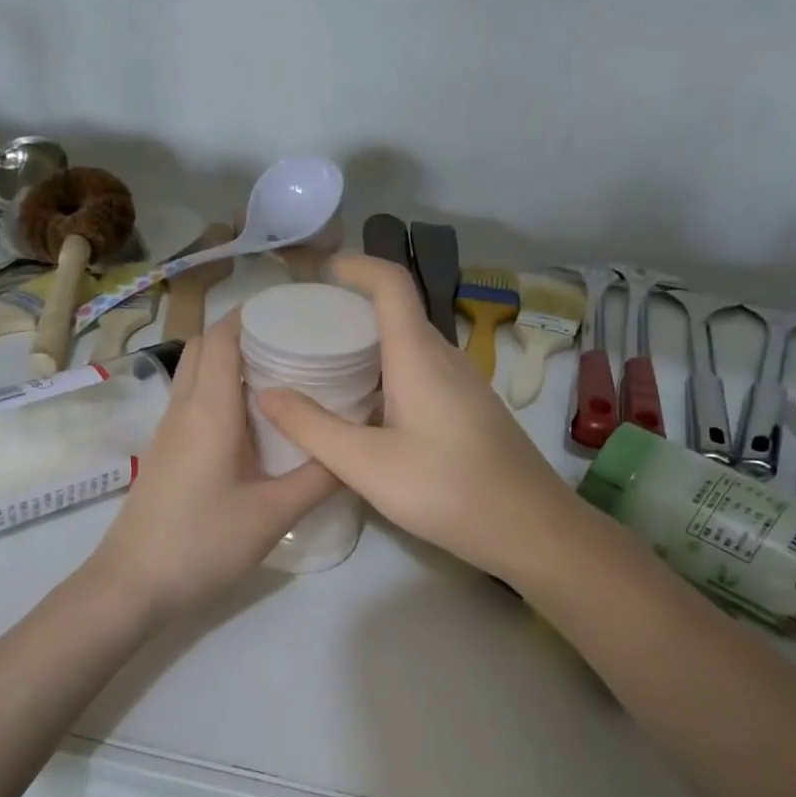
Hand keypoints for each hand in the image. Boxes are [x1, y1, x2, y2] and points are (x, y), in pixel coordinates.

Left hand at [89, 313, 337, 617]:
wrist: (134, 585)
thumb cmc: (203, 543)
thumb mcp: (273, 513)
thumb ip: (319, 477)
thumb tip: (357, 445)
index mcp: (210, 409)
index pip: (224, 336)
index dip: (255, 314)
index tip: (296, 312)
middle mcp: (184, 408)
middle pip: (206, 347)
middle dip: (245, 335)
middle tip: (294, 346)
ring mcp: (169, 431)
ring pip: (197, 374)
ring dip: (232, 365)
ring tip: (283, 380)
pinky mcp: (167, 453)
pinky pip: (194, 403)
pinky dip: (222, 394)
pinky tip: (255, 425)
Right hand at [256, 255, 576, 579]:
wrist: (529, 529)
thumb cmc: (446, 490)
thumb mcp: (366, 464)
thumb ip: (313, 428)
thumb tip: (266, 393)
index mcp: (419, 356)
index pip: (390, 284)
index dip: (354, 267)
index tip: (317, 275)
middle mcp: (445, 359)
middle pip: (397, 314)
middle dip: (350, 312)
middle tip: (304, 332)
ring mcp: (463, 386)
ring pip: (409, 349)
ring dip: (368, 349)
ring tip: (324, 371)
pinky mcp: (470, 413)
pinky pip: (422, 377)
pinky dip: (387, 378)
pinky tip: (366, 415)